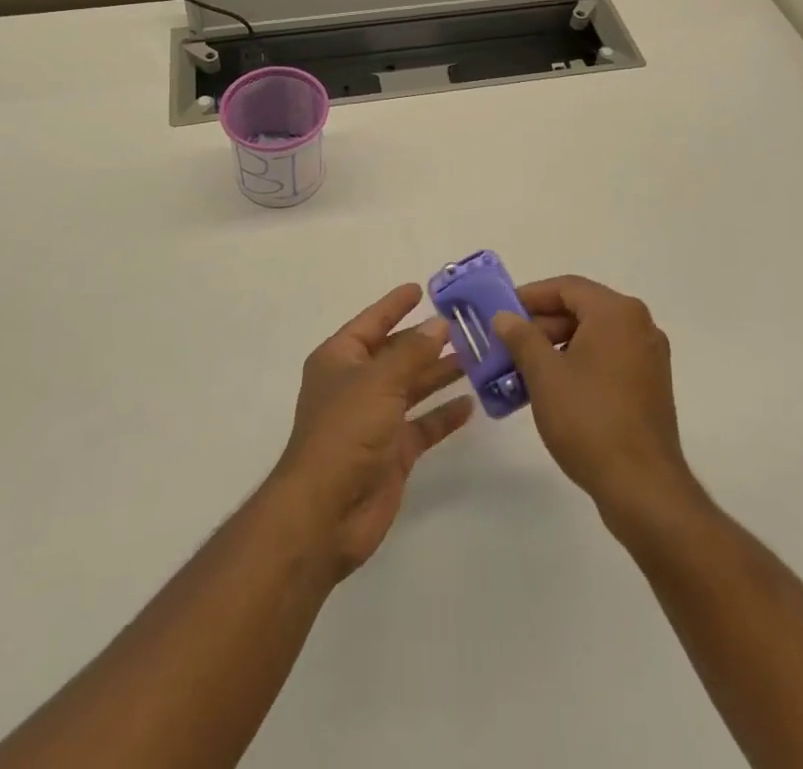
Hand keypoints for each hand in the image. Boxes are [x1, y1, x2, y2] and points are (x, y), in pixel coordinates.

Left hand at [268, 283, 474, 580]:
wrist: (326, 512)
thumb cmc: (345, 432)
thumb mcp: (379, 381)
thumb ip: (412, 352)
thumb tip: (438, 324)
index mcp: (341, 359)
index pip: (372, 322)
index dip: (395, 305)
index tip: (421, 289)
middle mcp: (356, 384)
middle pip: (396, 354)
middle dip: (426, 341)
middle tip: (465, 325)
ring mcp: (374, 420)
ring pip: (412, 388)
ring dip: (440, 374)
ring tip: (476, 358)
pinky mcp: (392, 453)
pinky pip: (422, 425)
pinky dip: (443, 415)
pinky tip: (471, 404)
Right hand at [489, 276, 693, 513]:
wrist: (643, 488)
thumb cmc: (589, 420)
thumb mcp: (544, 375)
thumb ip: (522, 338)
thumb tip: (505, 317)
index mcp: (617, 313)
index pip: (566, 288)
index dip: (530, 296)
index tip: (501, 313)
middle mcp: (639, 325)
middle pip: (581, 309)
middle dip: (542, 324)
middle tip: (508, 344)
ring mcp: (649, 356)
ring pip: (594, 335)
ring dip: (557, 346)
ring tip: (524, 369)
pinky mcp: (650, 385)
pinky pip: (608, 357)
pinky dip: (579, 362)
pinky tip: (553, 388)